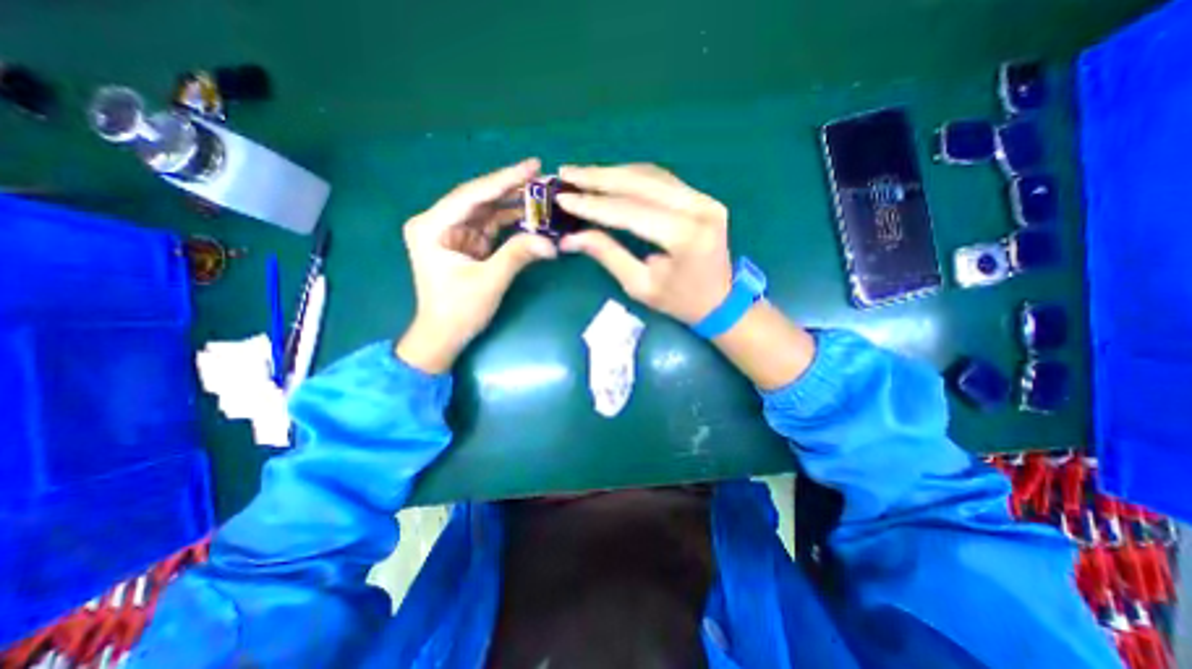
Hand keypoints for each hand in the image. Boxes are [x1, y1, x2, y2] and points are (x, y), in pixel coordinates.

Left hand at [396, 158, 557, 373]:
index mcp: (432, 226)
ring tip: (543, 195)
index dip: (504, 179)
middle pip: (480, 199)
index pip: (472, 195)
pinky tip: (531, 216)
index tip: (533, 165)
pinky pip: (491, 226)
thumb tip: (552, 243)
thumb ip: (518, 255)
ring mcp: (453, 232)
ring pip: (487, 210)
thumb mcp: (489, 282)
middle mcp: (439, 223)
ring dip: (514, 204)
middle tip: (544, 178)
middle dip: (512, 189)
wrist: (444, 335)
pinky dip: (511, 222)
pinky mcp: (466, 243)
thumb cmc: (458, 311)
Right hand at [558, 163, 820, 389]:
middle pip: (641, 183)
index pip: (631, 212)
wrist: (722, 301)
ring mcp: (704, 198)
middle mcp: (699, 208)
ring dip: (613, 173)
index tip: (563, 199)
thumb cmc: (680, 302)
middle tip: (566, 174)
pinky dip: (632, 177)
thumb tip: (570, 237)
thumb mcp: (640, 285)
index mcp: (686, 237)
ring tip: (581, 175)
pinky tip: (610, 178)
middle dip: (599, 178)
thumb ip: (608, 255)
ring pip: (650, 175)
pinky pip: (661, 180)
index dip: (594, 205)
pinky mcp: (702, 197)